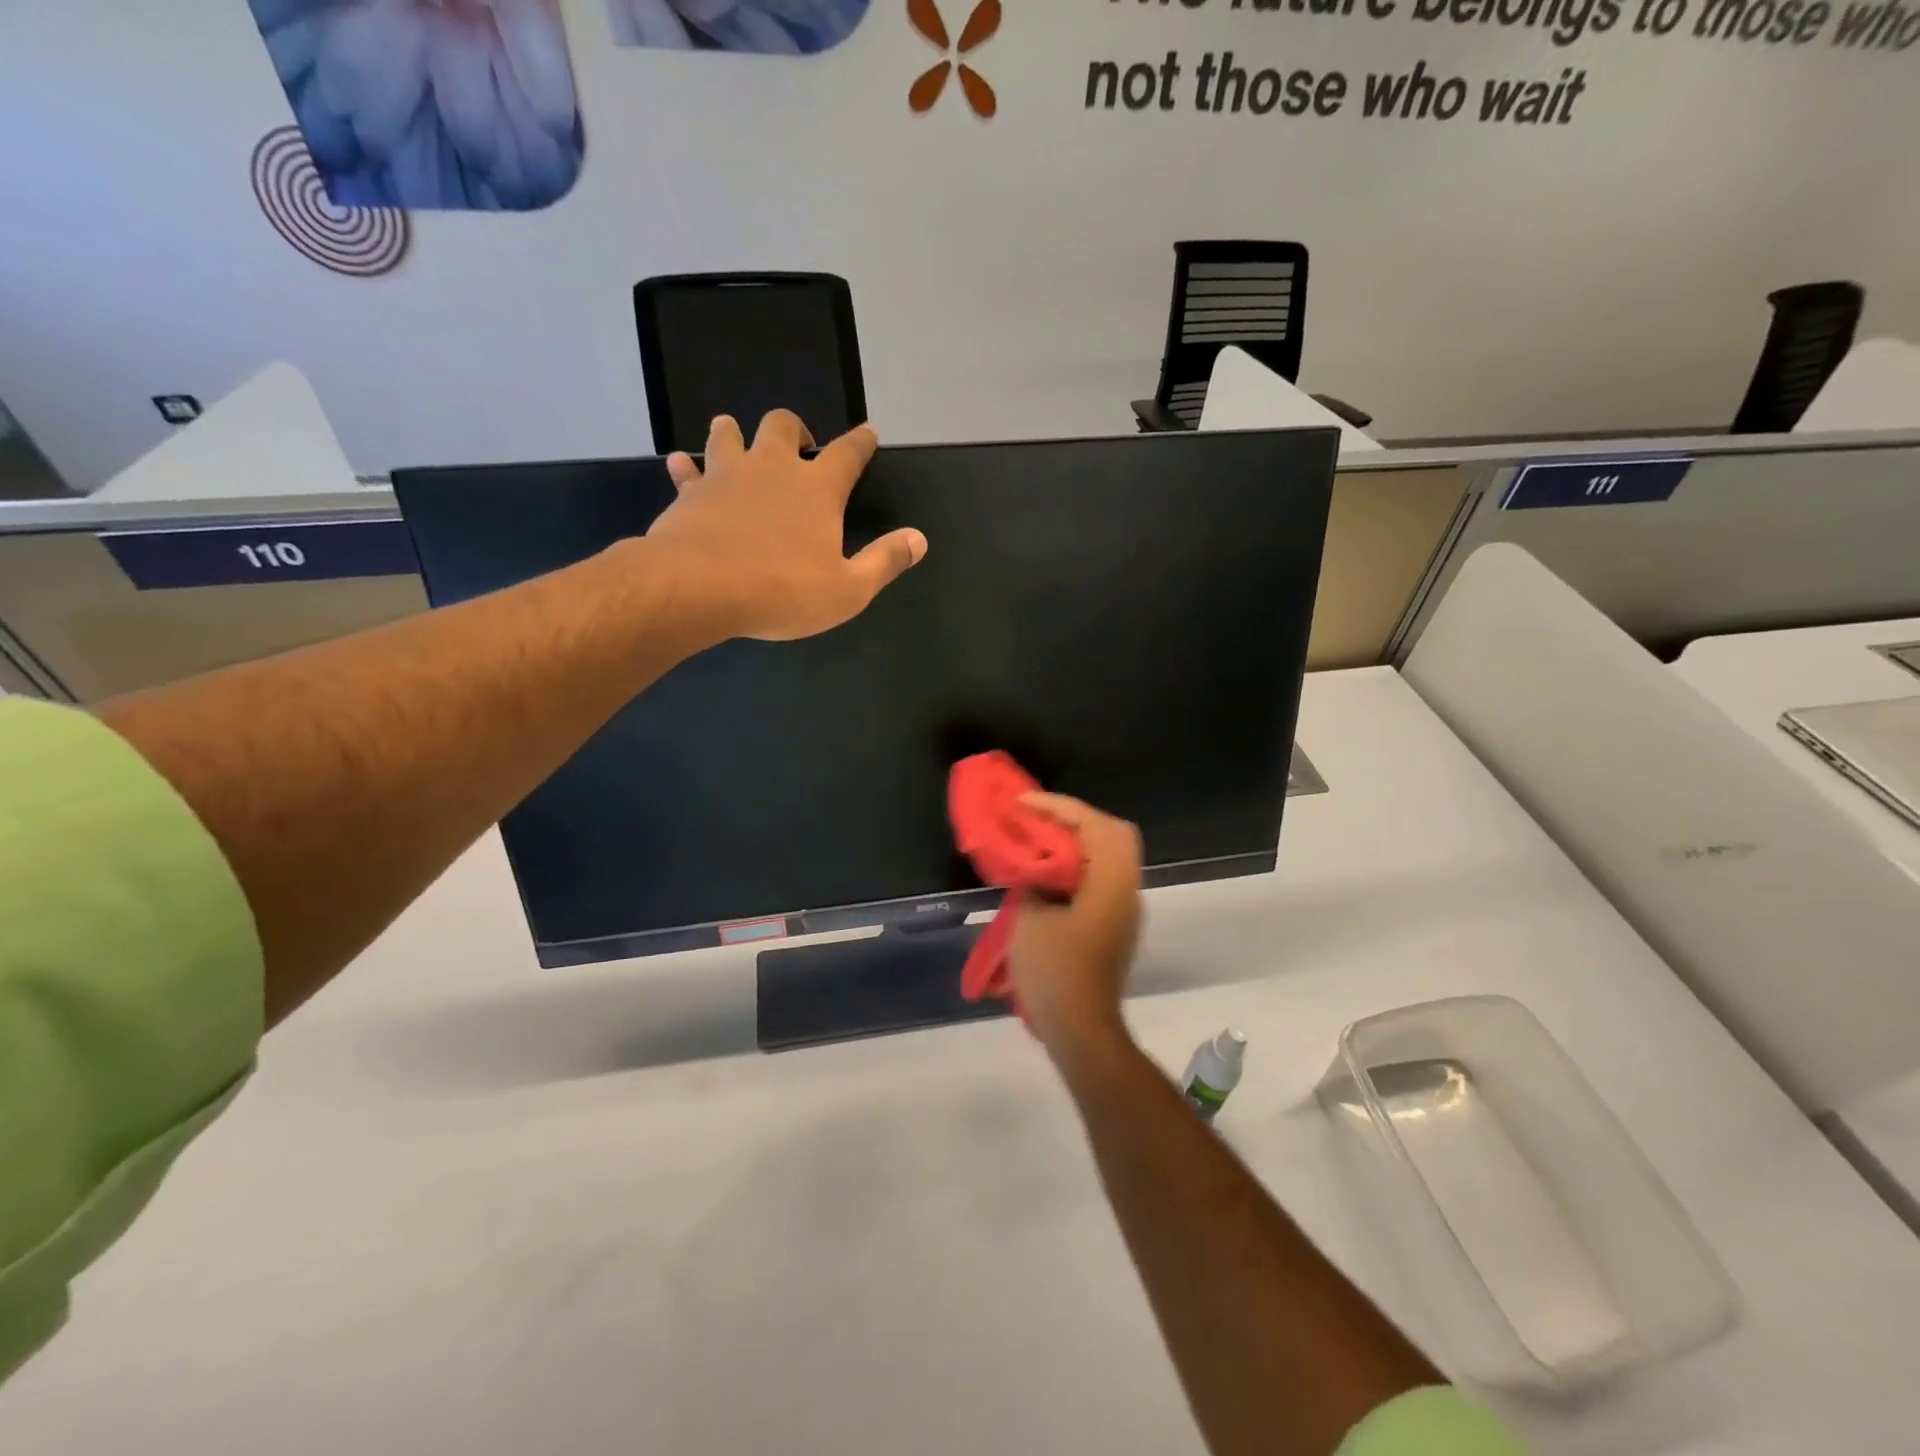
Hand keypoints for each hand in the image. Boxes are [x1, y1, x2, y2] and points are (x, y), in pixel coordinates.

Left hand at [648, 411, 927, 641]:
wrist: (699, 588)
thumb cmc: (783, 591)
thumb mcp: (848, 590)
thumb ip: (884, 561)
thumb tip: (919, 539)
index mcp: (817, 489)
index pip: (848, 453)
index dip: (861, 441)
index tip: (868, 432)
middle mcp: (772, 468)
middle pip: (783, 425)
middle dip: (794, 430)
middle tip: (799, 445)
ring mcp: (726, 475)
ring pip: (729, 433)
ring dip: (736, 433)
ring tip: (739, 441)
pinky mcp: (690, 493)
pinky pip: (687, 470)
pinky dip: (688, 468)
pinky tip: (684, 468)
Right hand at [1007, 793, 1144, 1067]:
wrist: (1080, 1030)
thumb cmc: (1055, 972)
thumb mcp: (1031, 919)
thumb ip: (1033, 881)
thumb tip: (1034, 868)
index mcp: (1111, 882)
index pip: (1094, 823)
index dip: (1058, 806)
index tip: (1022, 803)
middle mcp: (1127, 889)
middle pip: (1112, 833)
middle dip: (1073, 818)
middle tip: (1037, 818)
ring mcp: (1124, 909)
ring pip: (1108, 856)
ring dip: (1075, 842)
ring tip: (1037, 839)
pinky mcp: (1115, 925)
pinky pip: (1100, 878)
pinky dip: (1076, 865)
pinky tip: (1046, 873)